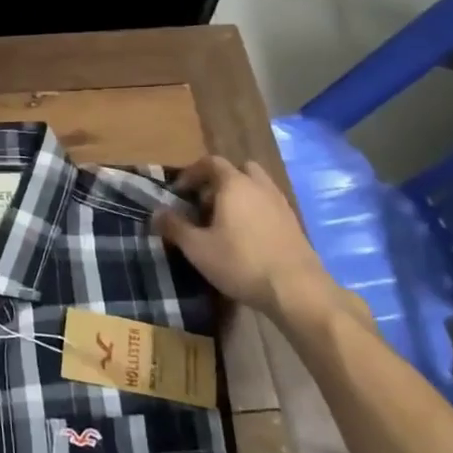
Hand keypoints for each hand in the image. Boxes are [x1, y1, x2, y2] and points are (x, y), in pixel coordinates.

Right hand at [156, 156, 367, 331]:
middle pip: (238, 169)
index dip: (191, 173)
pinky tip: (248, 237)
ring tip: (226, 221)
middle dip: (219, 181)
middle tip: (205, 204)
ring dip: (240, 196)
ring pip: (257, 187)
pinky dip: (256, 211)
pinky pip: (269, 205)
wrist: (297, 290)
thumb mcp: (198, 248)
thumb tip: (155, 213)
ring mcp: (280, 203)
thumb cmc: (241, 262)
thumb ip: (174, 227)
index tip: (179, 192)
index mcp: (234, 184)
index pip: (210, 162)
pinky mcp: (294, 224)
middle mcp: (259, 186)